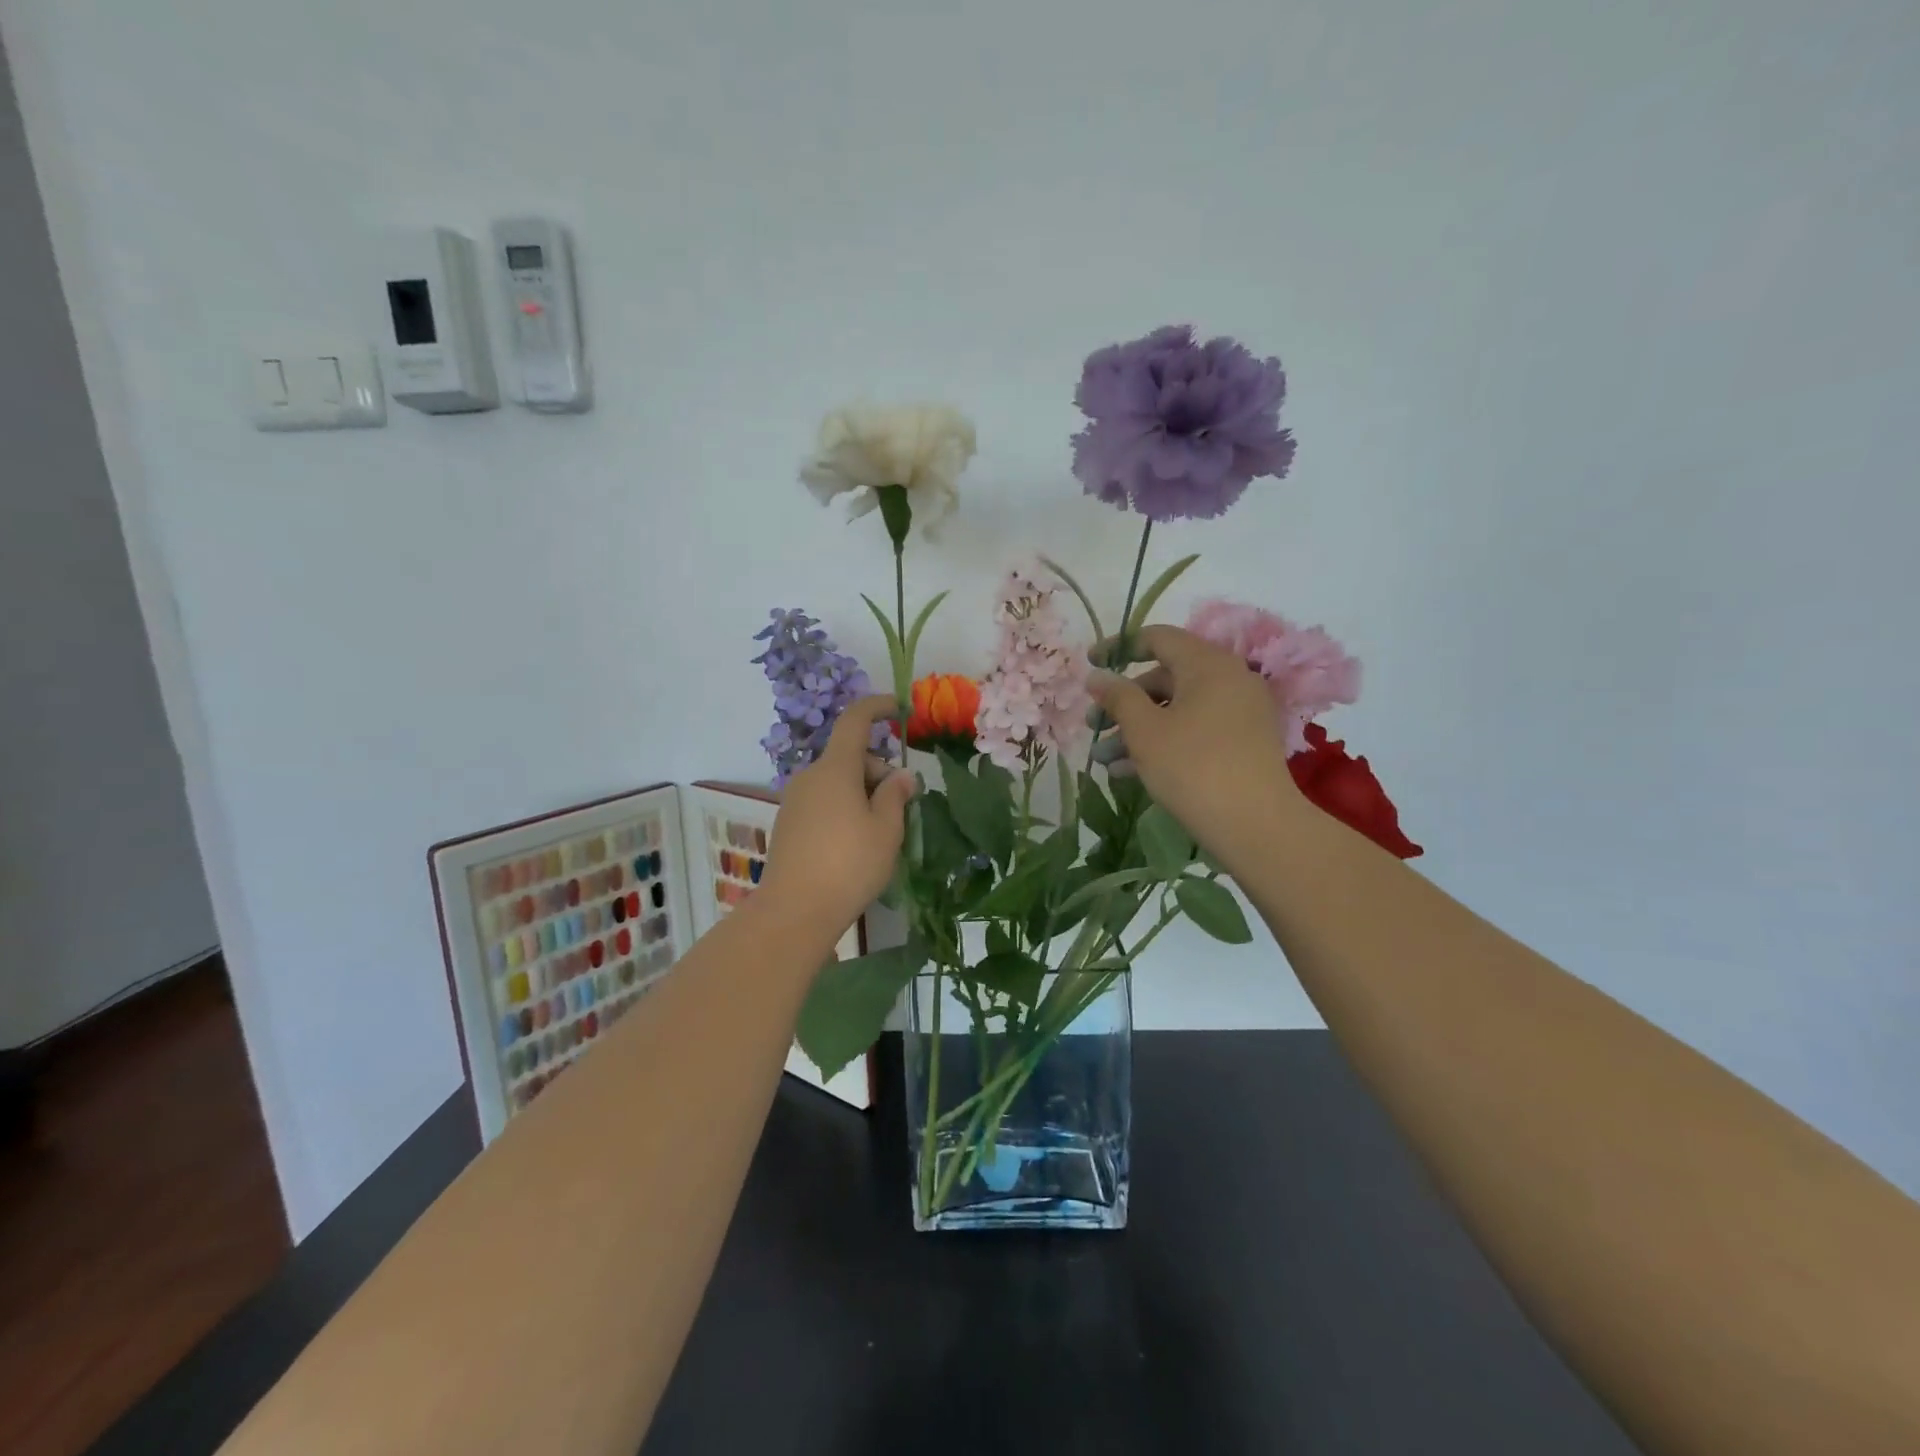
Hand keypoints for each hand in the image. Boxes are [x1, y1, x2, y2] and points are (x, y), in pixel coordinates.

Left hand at [759, 698, 916, 940]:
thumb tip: (900, 775)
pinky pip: (823, 801)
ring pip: (837, 781)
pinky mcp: (788, 824)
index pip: (854, 721)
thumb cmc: (849, 865)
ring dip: (862, 792)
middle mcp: (810, 777)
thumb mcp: (886, 829)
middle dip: (879, 770)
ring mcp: (795, 801)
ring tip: (881, 832)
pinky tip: (855, 844)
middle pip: (849, 757)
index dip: (877, 708)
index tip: (899, 708)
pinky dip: (844, 808)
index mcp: (835, 769)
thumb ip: (895, 795)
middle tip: (902, 805)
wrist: (794, 911)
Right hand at [1088, 627, 1305, 862]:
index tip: (1090, 665)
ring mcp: (1240, 712)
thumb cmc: (1193, 767)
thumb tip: (1097, 675)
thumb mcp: (1144, 731)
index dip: (1119, 647)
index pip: (1158, 638)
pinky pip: (1195, 729)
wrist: (1256, 825)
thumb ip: (1117, 697)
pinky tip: (1129, 771)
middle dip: (1124, 701)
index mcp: (1208, 664)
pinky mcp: (1243, 742)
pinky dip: (1164, 741)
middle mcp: (1229, 679)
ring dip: (1138, 728)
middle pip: (1166, 677)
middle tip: (1094, 725)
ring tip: (1103, 758)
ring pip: (1178, 709)